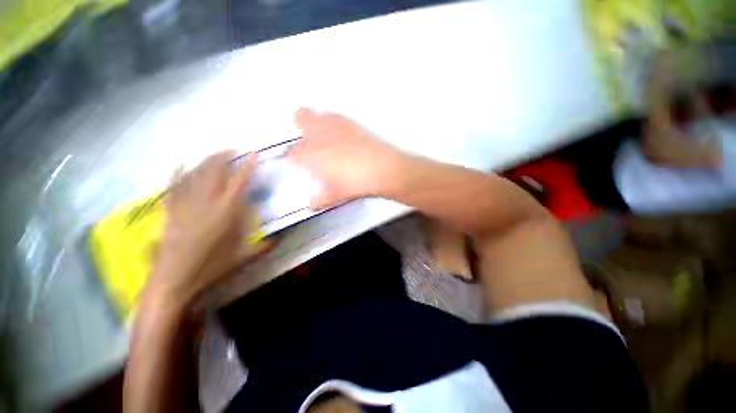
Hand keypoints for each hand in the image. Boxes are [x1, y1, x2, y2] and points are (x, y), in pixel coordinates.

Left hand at [149, 151, 267, 308]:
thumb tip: (282, 238)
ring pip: (194, 175)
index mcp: (227, 212)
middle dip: (223, 157)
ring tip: (213, 154)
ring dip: (204, 161)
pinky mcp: (170, 211)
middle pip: (214, 171)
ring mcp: (185, 205)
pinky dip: (177, 174)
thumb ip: (265, 246)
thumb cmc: (211, 269)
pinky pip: (173, 187)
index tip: (254, 154)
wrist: (173, 281)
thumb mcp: (244, 258)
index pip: (240, 182)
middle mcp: (206, 203)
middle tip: (232, 149)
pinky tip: (179, 165)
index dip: (248, 166)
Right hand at [289, 108, 404, 208]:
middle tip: (310, 142)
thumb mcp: (333, 196)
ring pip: (318, 114)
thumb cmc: (353, 183)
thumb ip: (318, 200)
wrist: (380, 169)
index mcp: (310, 154)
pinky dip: (332, 123)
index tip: (301, 165)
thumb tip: (312, 203)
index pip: (293, 153)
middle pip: (300, 117)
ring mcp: (335, 125)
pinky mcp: (350, 122)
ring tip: (325, 138)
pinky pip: (335, 117)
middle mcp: (319, 134)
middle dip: (301, 128)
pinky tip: (342, 136)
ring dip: (316, 123)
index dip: (295, 159)